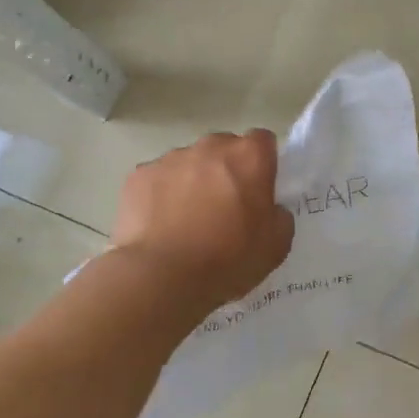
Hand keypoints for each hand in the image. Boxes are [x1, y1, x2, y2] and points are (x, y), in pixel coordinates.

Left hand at [112, 131, 294, 311]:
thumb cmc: (228, 259)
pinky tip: (160, 225)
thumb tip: (269, 208)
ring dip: (193, 181)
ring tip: (186, 220)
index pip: (263, 141)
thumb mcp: (277, 245)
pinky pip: (158, 178)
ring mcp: (171, 158)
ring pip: (189, 162)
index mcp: (249, 158)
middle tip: (224, 207)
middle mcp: (210, 147)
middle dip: (226, 169)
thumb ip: (279, 215)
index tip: (258, 189)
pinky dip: (161, 194)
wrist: (161, 276)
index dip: (262, 163)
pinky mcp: (139, 175)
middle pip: (224, 148)